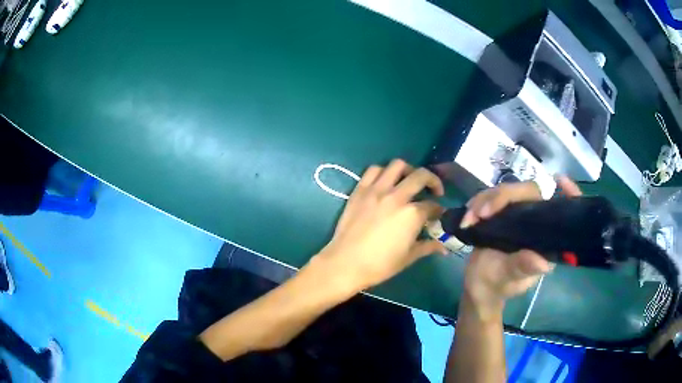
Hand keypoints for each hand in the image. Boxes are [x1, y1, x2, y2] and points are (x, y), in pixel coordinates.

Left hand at [315, 159, 447, 291]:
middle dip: (433, 181)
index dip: (439, 210)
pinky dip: (383, 172)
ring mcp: (376, 190)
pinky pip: (373, 170)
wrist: (345, 263)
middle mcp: (397, 196)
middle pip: (421, 176)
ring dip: (409, 170)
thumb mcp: (408, 257)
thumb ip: (427, 247)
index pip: (432, 205)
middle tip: (434, 191)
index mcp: (412, 214)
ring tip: (410, 181)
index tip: (438, 215)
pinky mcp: (360, 190)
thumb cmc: (380, 265)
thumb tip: (443, 248)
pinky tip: (386, 182)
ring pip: (397, 165)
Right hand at [461, 177, 581, 317]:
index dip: (568, 194)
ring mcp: (519, 215)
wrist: (477, 286)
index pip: (562, 210)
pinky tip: (469, 213)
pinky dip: (480, 201)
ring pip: (509, 191)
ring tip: (470, 217)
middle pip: (529, 192)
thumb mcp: (507, 279)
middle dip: (504, 196)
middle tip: (481, 212)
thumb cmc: (496, 285)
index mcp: (545, 239)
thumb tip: (542, 263)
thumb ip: (522, 268)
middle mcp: (535, 222)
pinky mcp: (503, 213)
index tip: (560, 181)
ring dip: (486, 199)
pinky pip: (494, 197)